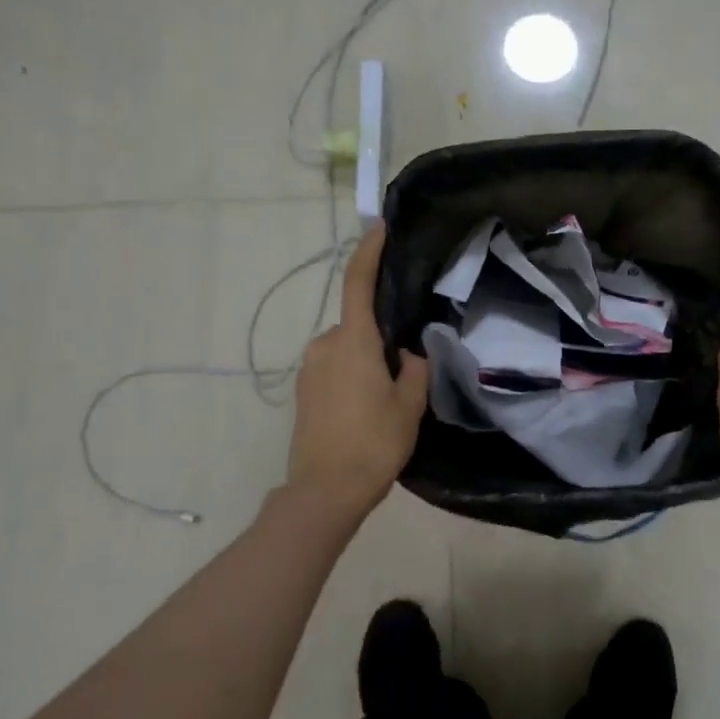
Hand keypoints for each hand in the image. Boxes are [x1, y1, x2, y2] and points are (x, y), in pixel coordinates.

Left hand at [286, 226, 429, 525]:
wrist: (324, 491)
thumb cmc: (373, 443)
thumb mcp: (410, 405)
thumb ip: (415, 369)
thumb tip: (409, 353)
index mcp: (353, 341)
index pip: (358, 283)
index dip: (369, 251)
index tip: (379, 227)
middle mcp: (324, 345)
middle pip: (358, 323)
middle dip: (381, 334)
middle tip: (408, 364)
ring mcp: (309, 368)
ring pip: (347, 348)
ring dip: (367, 359)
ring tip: (390, 395)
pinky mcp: (303, 391)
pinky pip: (334, 367)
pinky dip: (353, 375)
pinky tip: (368, 407)